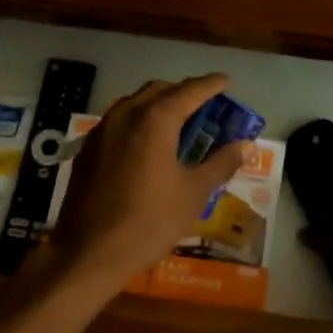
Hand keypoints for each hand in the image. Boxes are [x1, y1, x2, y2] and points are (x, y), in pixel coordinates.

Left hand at [50, 75, 251, 282]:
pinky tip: (147, 148)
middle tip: (204, 108)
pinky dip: (138, 124)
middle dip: (183, 93)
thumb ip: (221, 163)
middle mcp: (126, 114)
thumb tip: (245, 146)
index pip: (190, 91)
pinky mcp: (87, 150)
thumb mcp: (194, 193)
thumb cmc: (150, 220)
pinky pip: (118, 123)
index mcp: (156, 119)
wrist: (90, 252)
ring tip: (177, 126)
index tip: (225, 81)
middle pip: (159, 91)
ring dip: (158, 107)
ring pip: (135, 104)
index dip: (211, 85)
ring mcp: (102, 131)